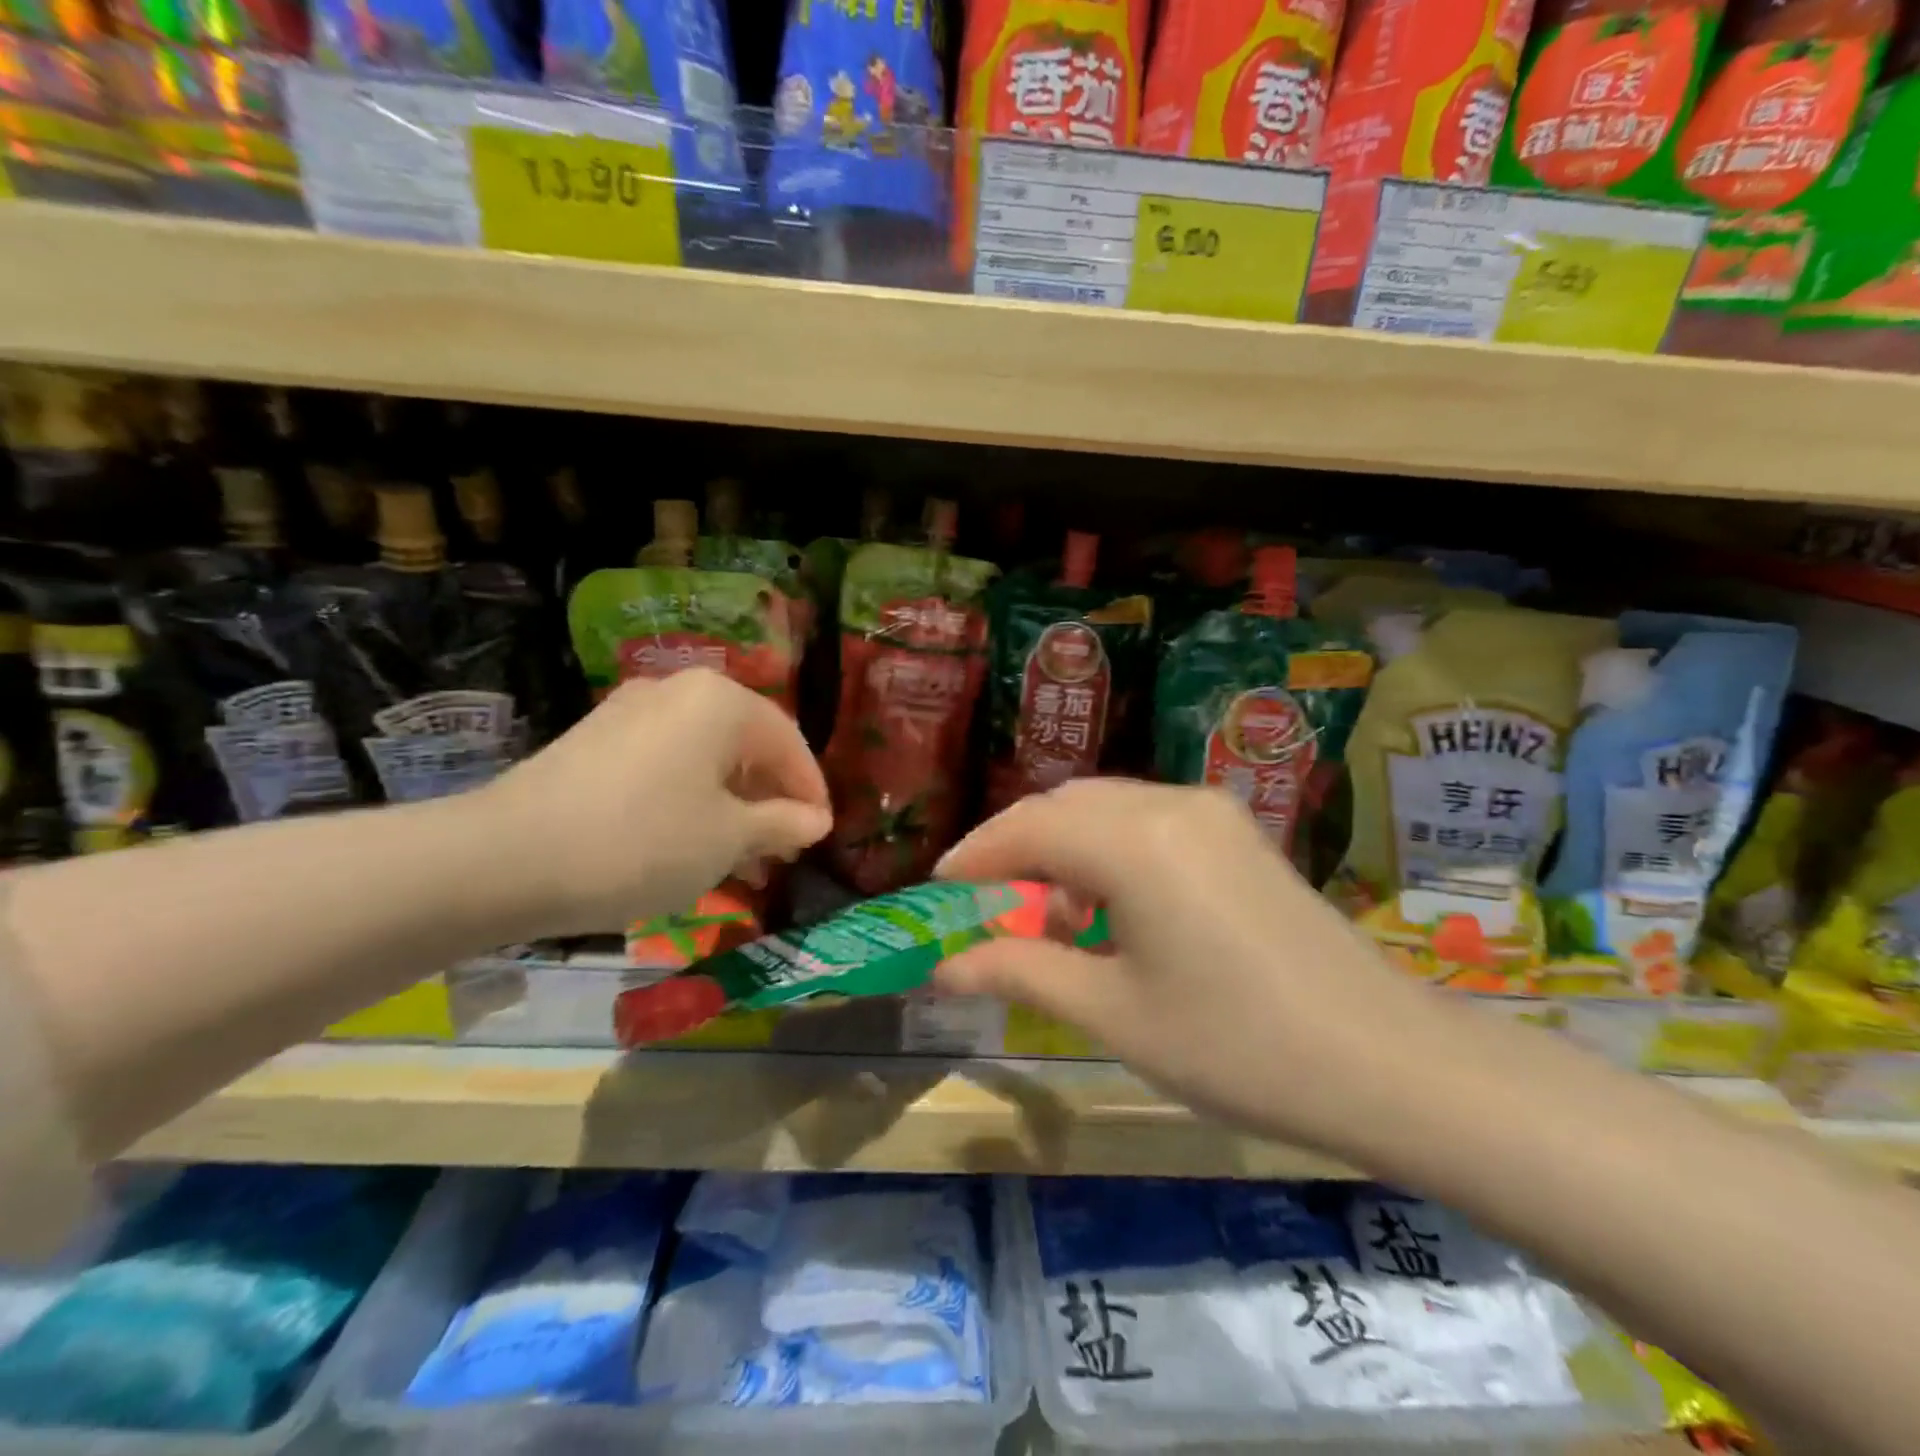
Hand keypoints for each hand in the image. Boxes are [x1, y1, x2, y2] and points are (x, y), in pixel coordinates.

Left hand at [476, 670, 832, 936]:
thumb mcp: (728, 839)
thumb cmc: (644, 841)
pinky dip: (690, 798)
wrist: (506, 858)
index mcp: (721, 701)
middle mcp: (678, 690)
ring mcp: (631, 710)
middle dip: (770, 799)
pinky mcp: (596, 739)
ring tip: (740, 857)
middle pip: (746, 745)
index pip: (789, 743)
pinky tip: (688, 841)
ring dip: (731, 803)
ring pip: (705, 756)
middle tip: (782, 849)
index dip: (811, 791)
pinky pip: (666, 763)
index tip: (822, 835)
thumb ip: (782, 823)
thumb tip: (817, 820)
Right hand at [934, 778, 1451, 1155]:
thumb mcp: (1111, 1013)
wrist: (1388, 1063)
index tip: (937, 890)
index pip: (1027, 828)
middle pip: (1063, 806)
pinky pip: (1147, 821)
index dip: (973, 856)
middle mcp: (1170, 803)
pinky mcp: (1236, 831)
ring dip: (1061, 848)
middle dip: (1013, 849)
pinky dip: (1107, 850)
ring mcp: (1211, 811)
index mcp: (1135, 841)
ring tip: (1047, 917)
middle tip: (982, 905)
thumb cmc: (1236, 1045)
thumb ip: (1019, 972)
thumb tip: (943, 966)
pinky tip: (1109, 907)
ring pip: (1105, 808)